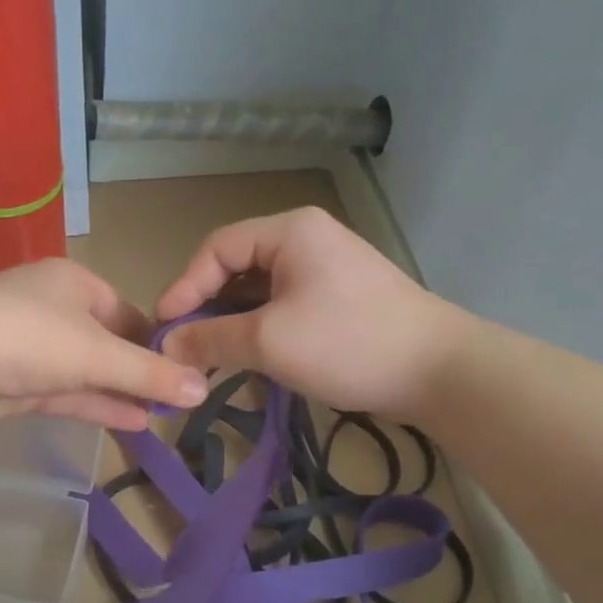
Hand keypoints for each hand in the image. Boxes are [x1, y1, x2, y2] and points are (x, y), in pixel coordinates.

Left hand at [0, 259, 207, 429]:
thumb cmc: (30, 336)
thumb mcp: (99, 353)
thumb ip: (150, 373)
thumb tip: (204, 388)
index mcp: (76, 285)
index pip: (129, 313)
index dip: (158, 341)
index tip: (188, 370)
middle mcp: (55, 312)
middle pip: (109, 345)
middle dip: (141, 372)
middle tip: (180, 400)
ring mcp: (33, 350)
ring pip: (87, 374)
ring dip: (122, 394)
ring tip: (164, 415)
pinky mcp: (17, 386)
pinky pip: (67, 396)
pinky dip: (97, 407)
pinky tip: (133, 423)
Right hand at [155, 207, 476, 418]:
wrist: (439, 371)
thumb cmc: (347, 344)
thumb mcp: (269, 342)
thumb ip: (211, 339)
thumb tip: (167, 346)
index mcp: (289, 231)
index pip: (216, 248)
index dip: (184, 286)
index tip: (164, 328)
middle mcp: (307, 239)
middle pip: (238, 266)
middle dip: (207, 306)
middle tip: (184, 344)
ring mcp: (327, 268)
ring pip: (261, 289)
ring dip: (233, 321)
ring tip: (211, 356)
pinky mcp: (340, 298)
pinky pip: (286, 305)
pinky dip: (262, 328)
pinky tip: (251, 358)